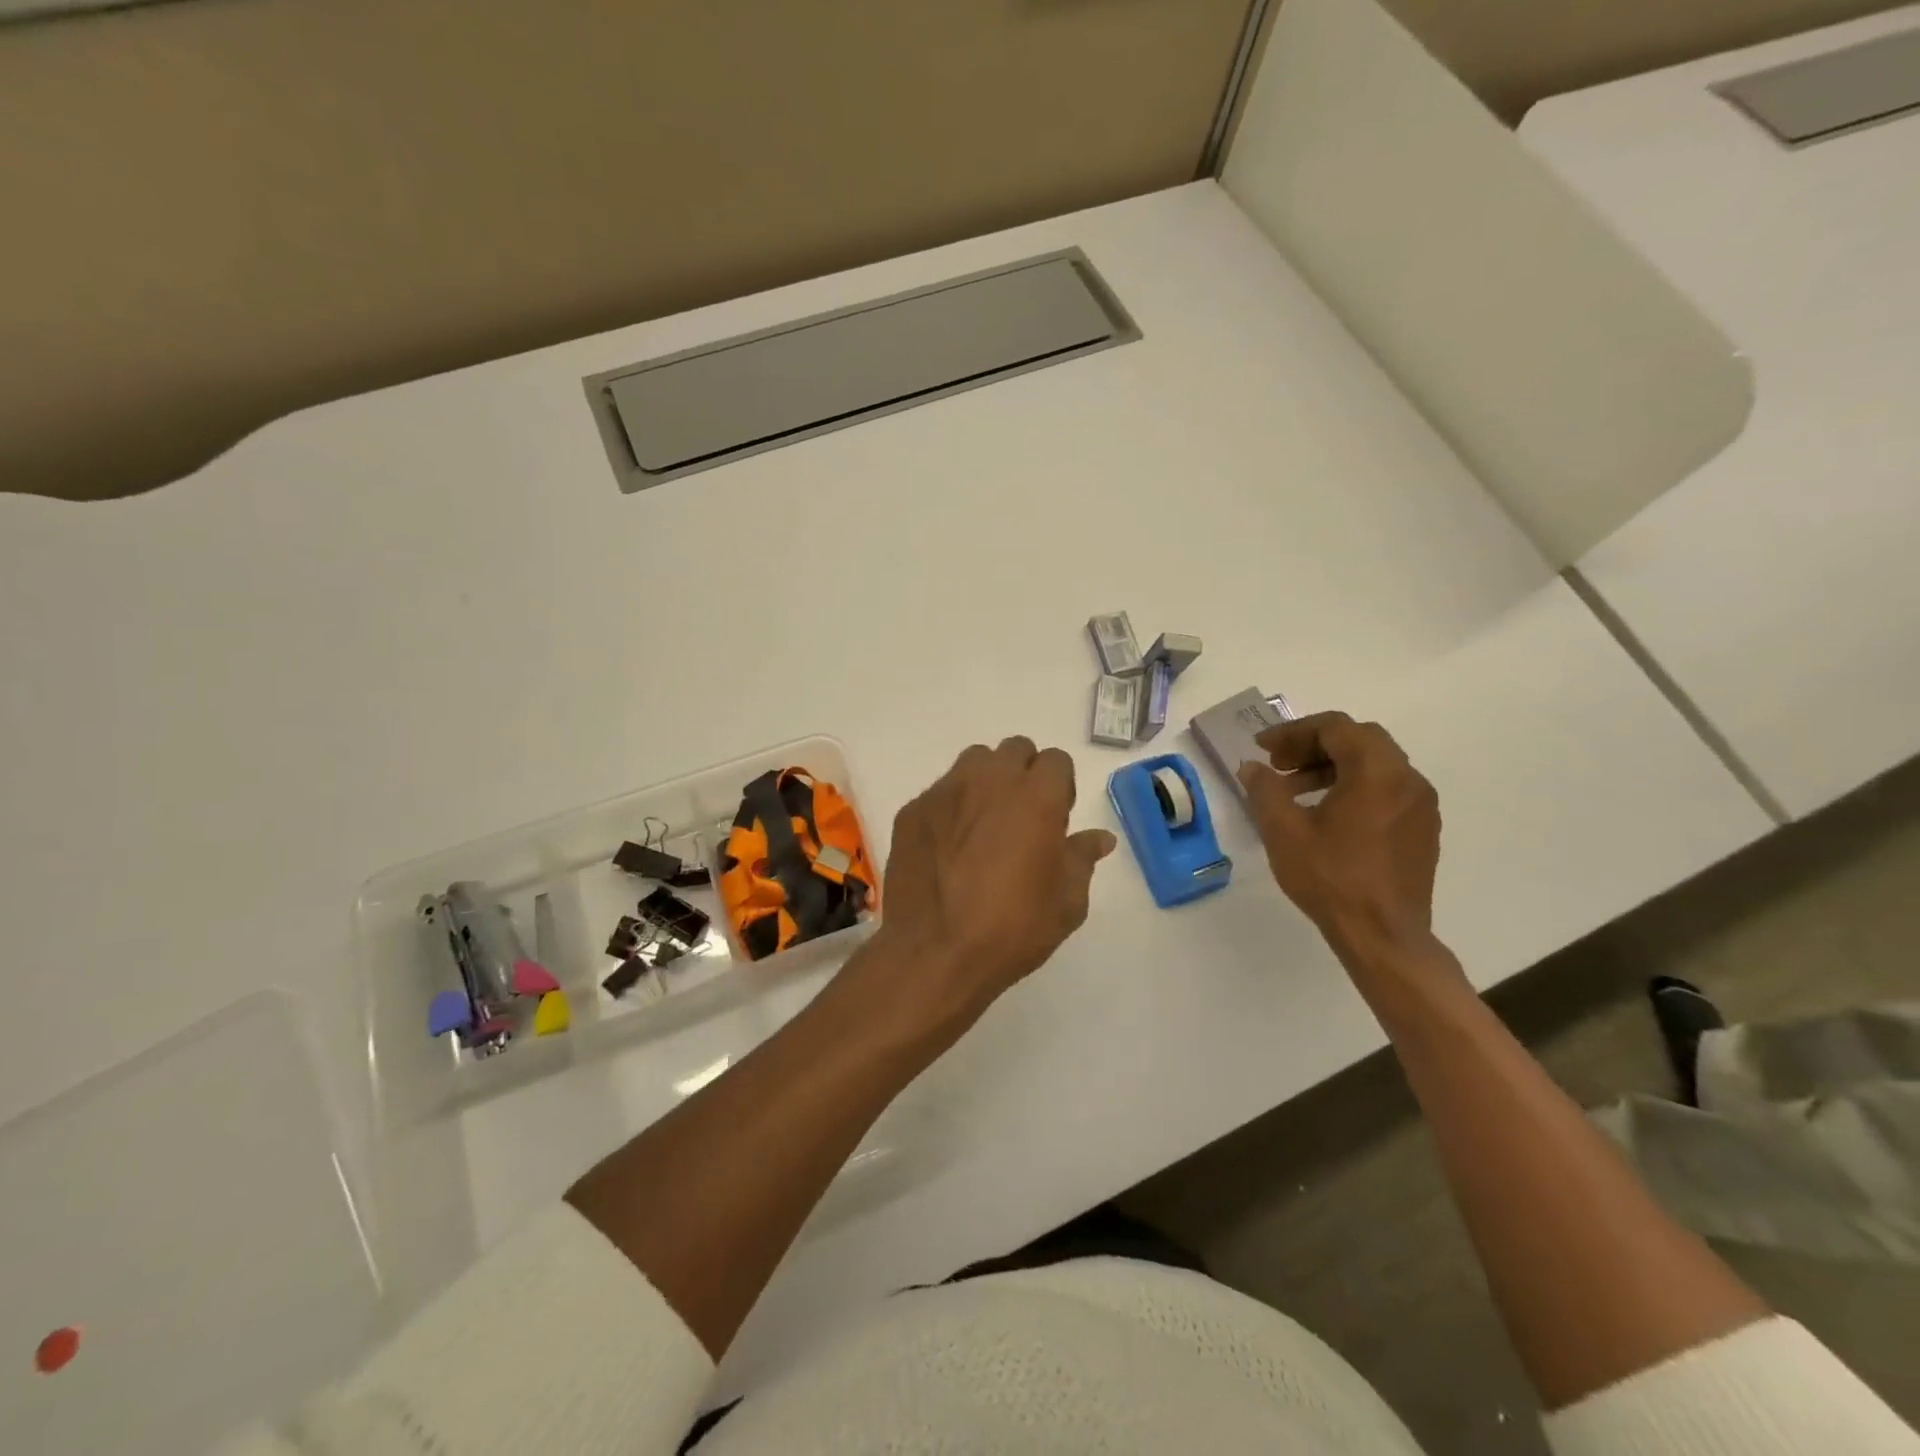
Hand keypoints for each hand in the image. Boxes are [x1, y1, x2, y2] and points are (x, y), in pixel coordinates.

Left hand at [869, 736, 1115, 1031]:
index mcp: (1035, 797)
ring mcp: (945, 791)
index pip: (1056, 760)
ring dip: (987, 781)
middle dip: (1024, 774)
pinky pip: (940, 792)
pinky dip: (951, 808)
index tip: (1055, 820)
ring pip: (974, 762)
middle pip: (1015, 750)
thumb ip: (1082, 859)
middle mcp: (990, 780)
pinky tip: (948, 848)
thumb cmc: (1011, 930)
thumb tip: (1100, 838)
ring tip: (984, 825)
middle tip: (1022, 818)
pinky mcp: (912, 810)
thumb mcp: (1066, 903)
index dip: (1060, 787)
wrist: (934, 953)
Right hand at [1237, 712, 1442, 969]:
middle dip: (1314, 745)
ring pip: (1374, 764)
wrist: (1383, 935)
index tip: (1262, 748)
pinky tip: (1326, 815)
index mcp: (1376, 771)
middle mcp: (1407, 779)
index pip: (1335, 727)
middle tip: (1279, 764)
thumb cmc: (1330, 878)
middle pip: (1358, 739)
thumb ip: (1265, 789)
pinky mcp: (1422, 829)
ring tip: (1295, 792)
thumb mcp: (1283, 831)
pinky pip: (1387, 789)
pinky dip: (1354, 787)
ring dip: (1332, 767)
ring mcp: (1420, 804)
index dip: (1293, 731)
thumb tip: (1252, 767)